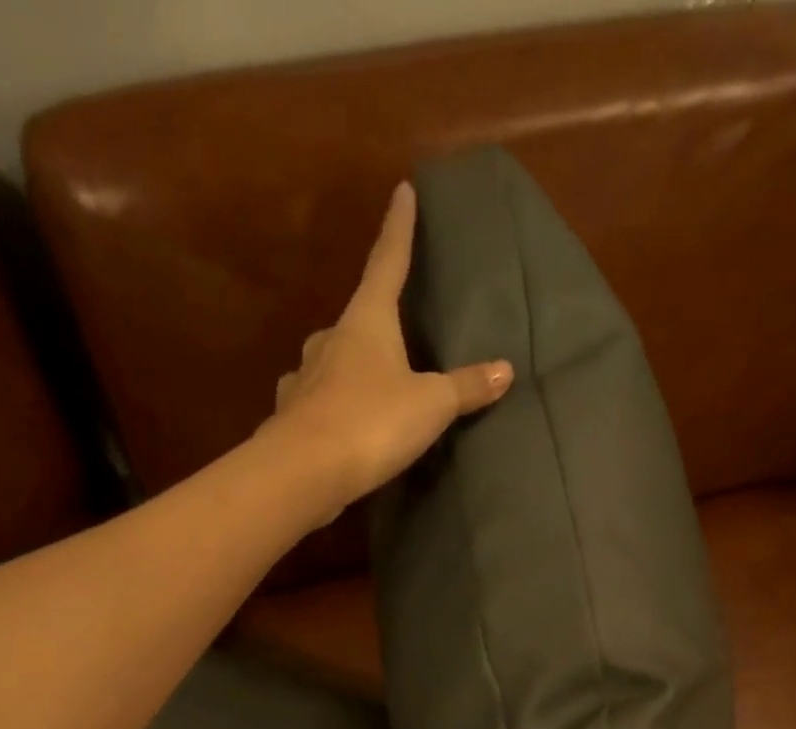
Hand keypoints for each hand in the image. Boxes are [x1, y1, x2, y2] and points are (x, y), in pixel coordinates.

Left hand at [263, 181, 512, 523]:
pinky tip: (333, 418)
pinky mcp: (291, 417)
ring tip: (366, 381)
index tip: (403, 191)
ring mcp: (304, 378)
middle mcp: (330, 340)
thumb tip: (504, 370)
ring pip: (329, 361)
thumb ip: (465, 388)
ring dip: (346, 366)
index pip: (387, 262)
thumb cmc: (371, 423)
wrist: (304, 472)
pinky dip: (328, 405)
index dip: (399, 228)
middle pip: (355, 319)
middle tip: (391, 326)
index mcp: (366, 321)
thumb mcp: (430, 405)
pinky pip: (315, 401)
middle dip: (373, 320)